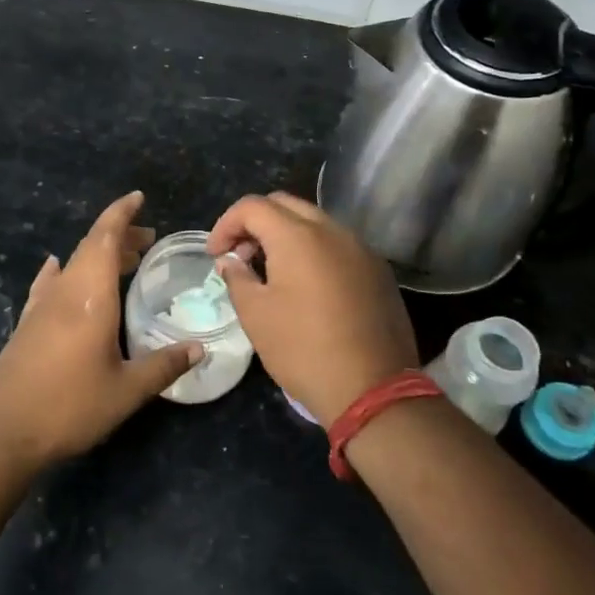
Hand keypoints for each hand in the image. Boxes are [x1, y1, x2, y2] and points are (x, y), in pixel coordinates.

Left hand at [0, 192, 202, 469]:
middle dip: (119, 235)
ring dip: (97, 255)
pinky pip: (49, 283)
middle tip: (147, 239)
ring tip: (123, 261)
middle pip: (90, 247)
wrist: (3, 432)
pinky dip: (63, 271)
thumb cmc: (70, 407)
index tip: (139, 198)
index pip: (105, 238)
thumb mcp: (126, 391)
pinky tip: (58, 270)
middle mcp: (63, 292)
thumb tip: (199, 349)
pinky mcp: (26, 323)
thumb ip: (163, 365)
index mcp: (89, 297)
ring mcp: (40, 306)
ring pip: (72, 264)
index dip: (121, 213)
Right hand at [207, 191, 416, 426]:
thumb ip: (237, 278)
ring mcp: (361, 249)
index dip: (226, 224)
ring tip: (270, 270)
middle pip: (285, 205)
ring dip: (285, 235)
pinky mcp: (378, 270)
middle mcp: (333, 231)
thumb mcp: (256, 315)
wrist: (373, 389)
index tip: (215, 254)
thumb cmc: (303, 349)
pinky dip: (313, 250)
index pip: (253, 206)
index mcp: (298, 236)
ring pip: (315, 222)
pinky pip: (338, 244)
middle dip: (255, 223)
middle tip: (240, 256)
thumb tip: (230, 261)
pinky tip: (305, 285)